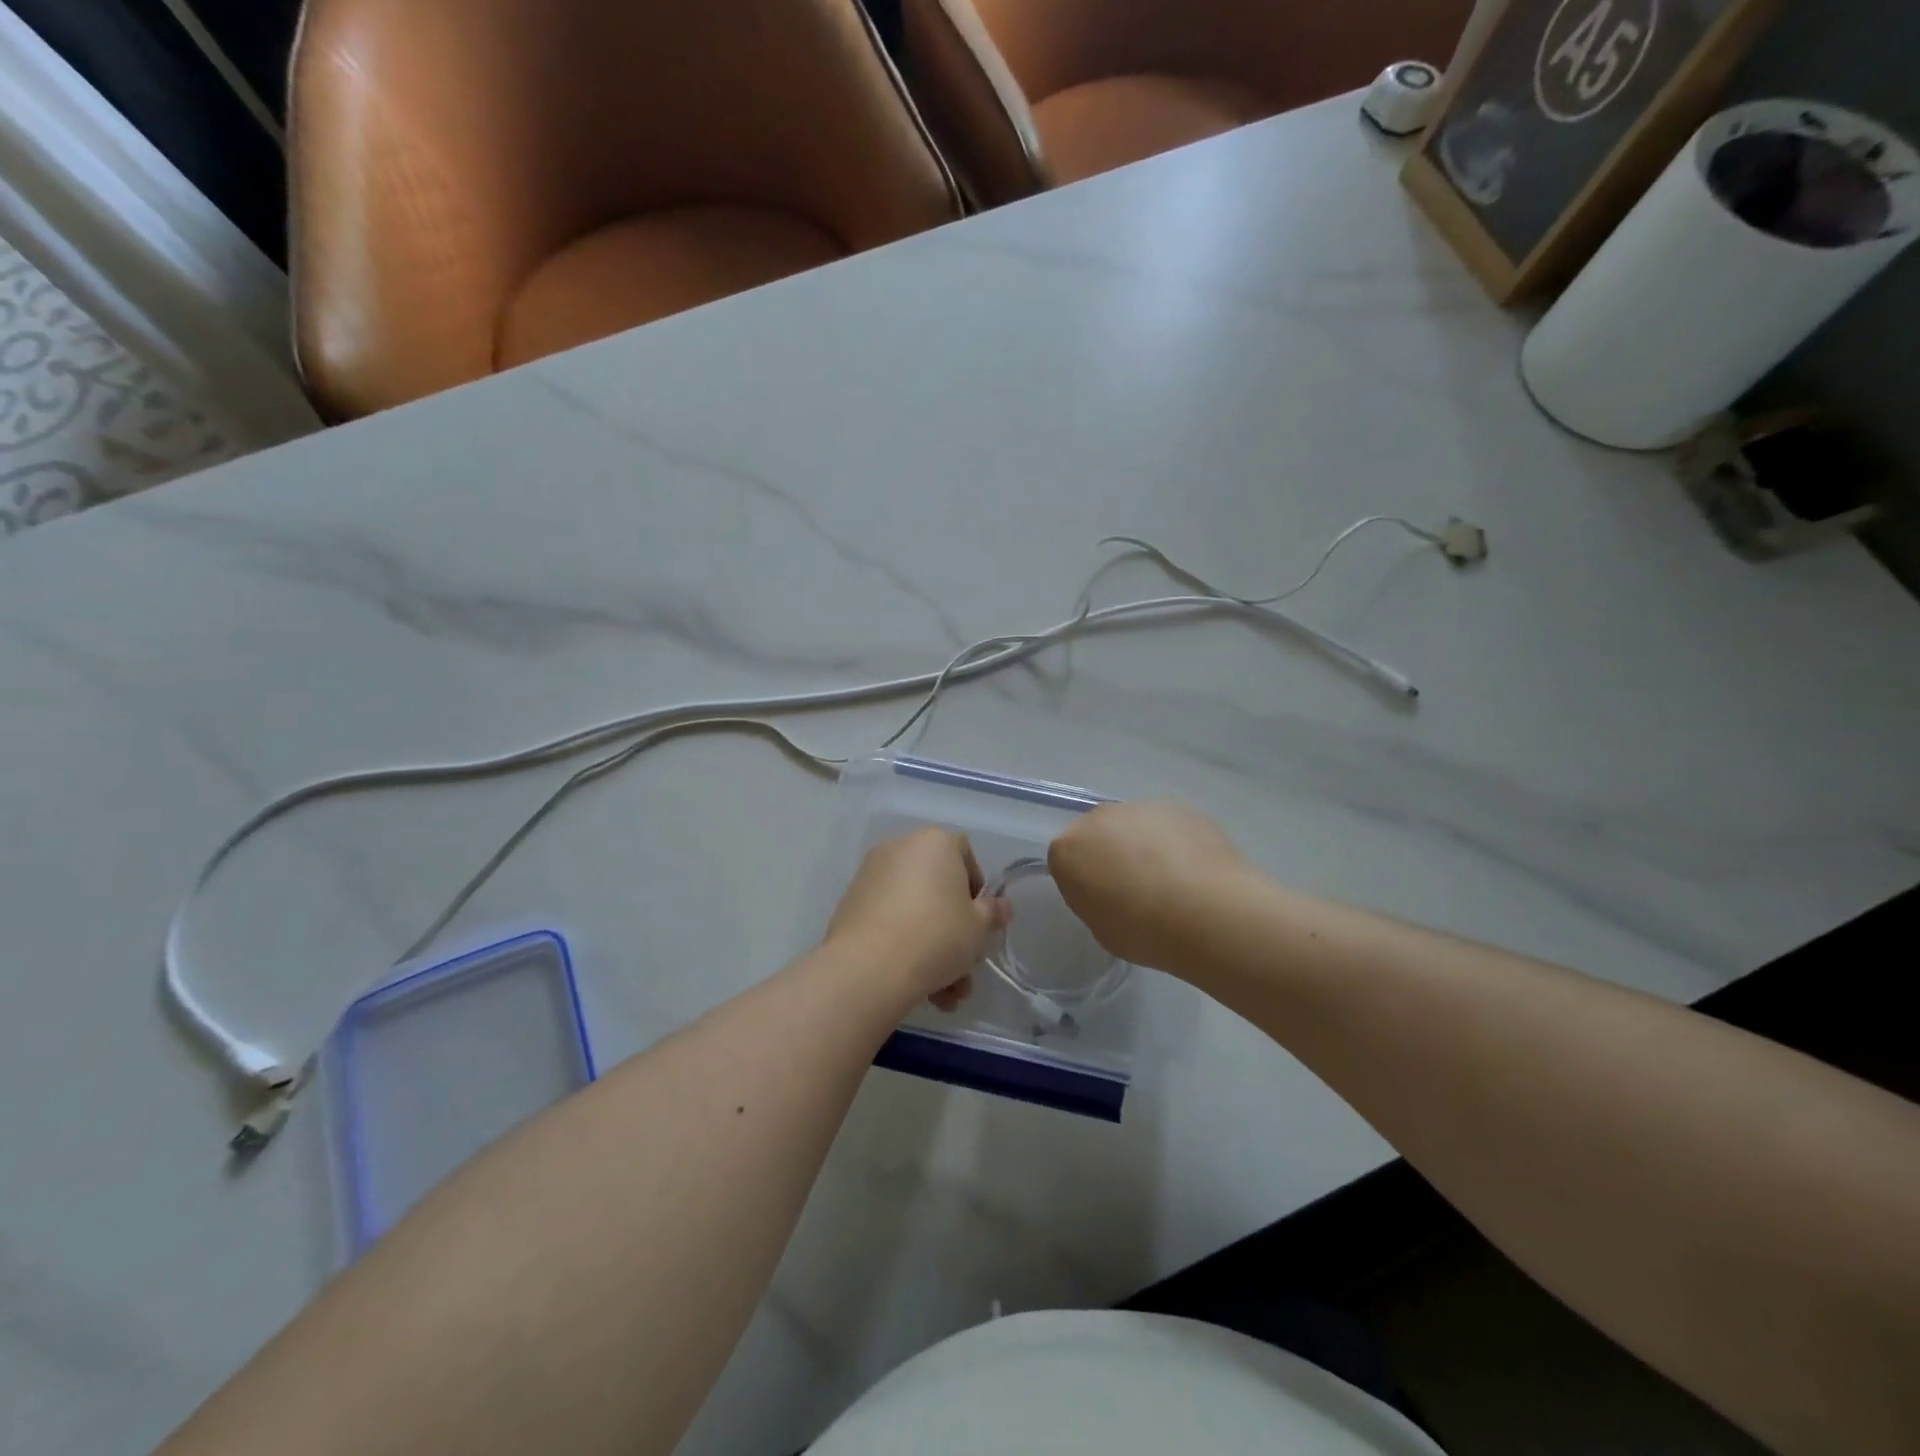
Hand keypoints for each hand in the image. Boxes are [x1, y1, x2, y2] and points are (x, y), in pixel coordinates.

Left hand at [825, 828, 1010, 1007]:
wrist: (870, 966)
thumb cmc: (937, 935)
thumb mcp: (978, 927)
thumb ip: (992, 913)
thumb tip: (1002, 906)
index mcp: (934, 842)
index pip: (963, 852)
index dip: (976, 886)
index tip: (980, 919)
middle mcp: (900, 849)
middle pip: (937, 887)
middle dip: (954, 928)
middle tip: (964, 964)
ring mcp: (871, 875)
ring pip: (914, 910)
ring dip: (933, 949)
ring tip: (945, 995)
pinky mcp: (851, 904)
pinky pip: (889, 920)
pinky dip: (904, 946)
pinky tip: (920, 988)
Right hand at [1048, 801, 1248, 972]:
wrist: (1207, 913)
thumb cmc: (1144, 931)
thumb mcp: (1102, 929)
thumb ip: (1096, 900)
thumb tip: (1112, 890)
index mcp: (1068, 848)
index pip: (1065, 860)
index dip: (1084, 881)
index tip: (1103, 901)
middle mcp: (1098, 818)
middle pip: (1097, 834)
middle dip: (1110, 854)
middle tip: (1135, 889)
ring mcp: (1140, 807)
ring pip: (1133, 825)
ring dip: (1143, 845)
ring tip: (1171, 880)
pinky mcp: (1178, 807)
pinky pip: (1166, 825)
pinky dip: (1174, 842)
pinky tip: (1193, 870)